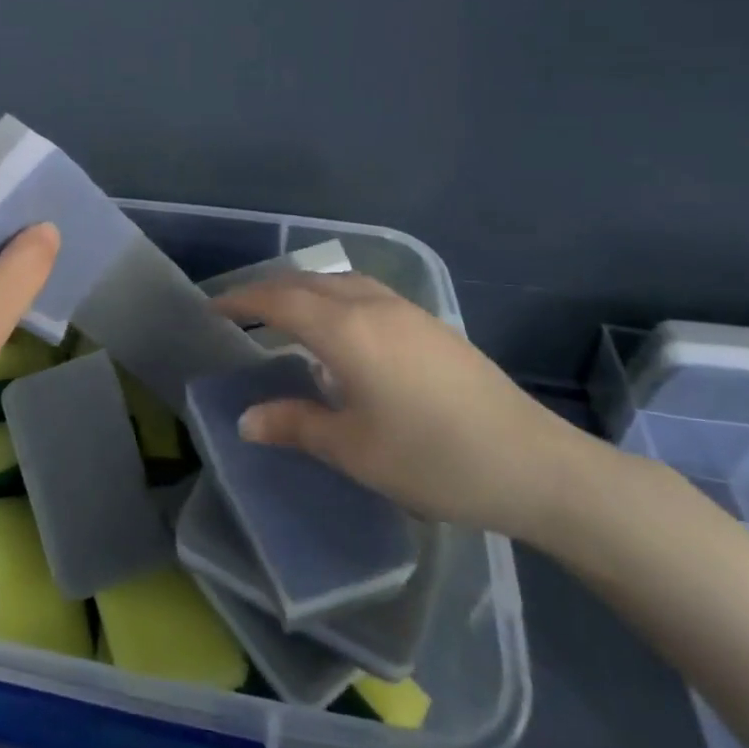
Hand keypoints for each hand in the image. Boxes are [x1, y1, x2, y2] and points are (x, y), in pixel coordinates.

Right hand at [213, 272, 599, 540]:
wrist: (535, 465)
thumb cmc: (433, 458)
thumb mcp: (353, 449)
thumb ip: (295, 425)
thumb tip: (246, 419)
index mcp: (346, 330)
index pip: (278, 301)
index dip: (242, 301)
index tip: (213, 308)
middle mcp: (372, 306)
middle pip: (307, 283)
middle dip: (268, 291)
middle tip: (240, 312)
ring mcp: (407, 311)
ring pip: (339, 283)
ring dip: (304, 290)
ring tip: (285, 315)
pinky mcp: (431, 325)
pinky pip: (365, 293)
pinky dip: (334, 298)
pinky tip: (340, 332)